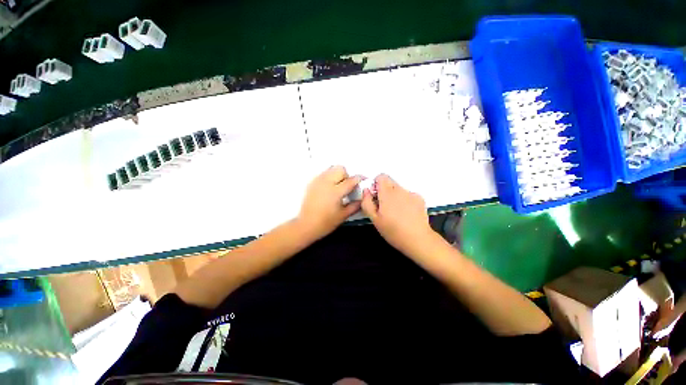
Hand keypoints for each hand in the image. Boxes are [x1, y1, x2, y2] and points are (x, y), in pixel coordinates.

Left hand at [297, 166, 362, 240]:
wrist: (306, 225)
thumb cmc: (325, 223)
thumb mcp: (343, 215)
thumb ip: (355, 206)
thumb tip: (362, 199)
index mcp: (335, 192)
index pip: (351, 180)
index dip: (359, 178)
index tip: (363, 179)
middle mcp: (326, 183)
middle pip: (340, 169)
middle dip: (346, 176)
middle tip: (347, 186)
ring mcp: (318, 182)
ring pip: (331, 169)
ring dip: (337, 175)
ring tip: (338, 186)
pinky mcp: (312, 183)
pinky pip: (323, 174)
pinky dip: (329, 177)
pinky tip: (329, 188)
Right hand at [361, 174, 437, 257]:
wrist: (418, 239)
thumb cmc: (393, 231)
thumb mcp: (374, 219)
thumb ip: (367, 202)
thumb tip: (366, 190)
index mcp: (387, 193)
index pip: (381, 176)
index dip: (376, 184)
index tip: (376, 196)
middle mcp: (400, 190)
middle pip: (390, 182)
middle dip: (384, 190)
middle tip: (384, 206)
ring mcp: (411, 193)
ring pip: (398, 189)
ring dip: (394, 196)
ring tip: (396, 212)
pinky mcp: (420, 198)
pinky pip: (408, 194)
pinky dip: (405, 200)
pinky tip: (406, 213)